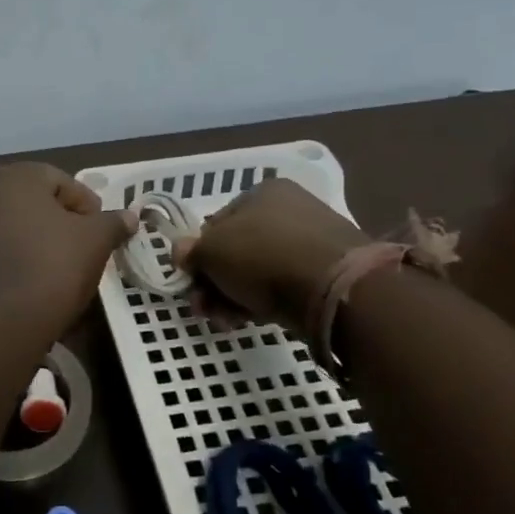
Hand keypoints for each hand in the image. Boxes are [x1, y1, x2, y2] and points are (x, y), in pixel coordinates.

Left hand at [0, 163, 136, 322]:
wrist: (2, 318)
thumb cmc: (54, 264)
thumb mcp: (96, 240)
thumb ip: (113, 222)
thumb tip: (129, 216)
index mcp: (15, 178)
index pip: (62, 181)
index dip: (87, 206)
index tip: (101, 232)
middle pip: (34, 205)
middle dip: (59, 223)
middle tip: (82, 249)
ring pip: (13, 230)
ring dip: (35, 243)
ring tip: (58, 270)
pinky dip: (14, 264)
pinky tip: (31, 286)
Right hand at [171, 178, 366, 325]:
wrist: (333, 289)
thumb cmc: (262, 256)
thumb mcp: (211, 251)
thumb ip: (191, 252)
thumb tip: (182, 252)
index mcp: (262, 192)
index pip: (217, 223)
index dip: (199, 255)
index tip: (191, 282)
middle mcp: (289, 209)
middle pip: (237, 250)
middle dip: (215, 282)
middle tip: (205, 309)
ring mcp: (312, 240)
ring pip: (258, 271)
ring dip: (234, 296)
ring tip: (227, 321)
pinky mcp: (328, 271)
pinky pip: (285, 285)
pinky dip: (264, 301)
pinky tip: (253, 319)